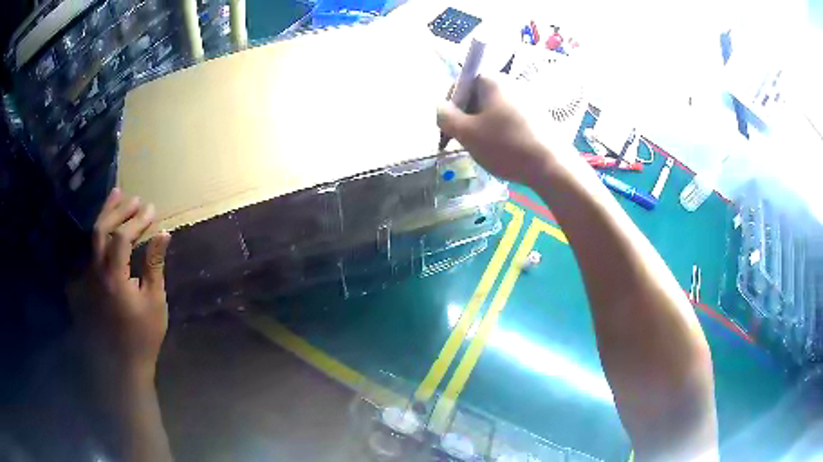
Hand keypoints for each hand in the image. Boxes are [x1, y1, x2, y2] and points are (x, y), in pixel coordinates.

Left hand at [67, 188, 170, 383]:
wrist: (123, 361)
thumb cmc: (143, 334)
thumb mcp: (154, 301)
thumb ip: (154, 264)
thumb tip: (163, 234)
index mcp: (114, 278)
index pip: (122, 238)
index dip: (137, 221)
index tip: (153, 211)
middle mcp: (97, 272)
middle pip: (101, 230)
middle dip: (119, 211)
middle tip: (135, 198)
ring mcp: (90, 276)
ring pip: (92, 237)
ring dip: (106, 214)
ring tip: (117, 195)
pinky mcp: (89, 281)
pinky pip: (91, 249)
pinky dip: (99, 232)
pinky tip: (106, 223)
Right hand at [437, 75, 563, 185]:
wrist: (552, 166)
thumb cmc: (506, 145)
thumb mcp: (466, 133)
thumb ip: (445, 116)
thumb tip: (440, 107)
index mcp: (491, 80)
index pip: (460, 85)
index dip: (450, 107)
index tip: (449, 131)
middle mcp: (510, 82)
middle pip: (477, 97)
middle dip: (468, 118)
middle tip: (466, 142)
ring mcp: (527, 98)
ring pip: (493, 110)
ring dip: (483, 126)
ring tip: (486, 149)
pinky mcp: (539, 115)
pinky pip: (510, 118)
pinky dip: (502, 131)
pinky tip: (506, 150)